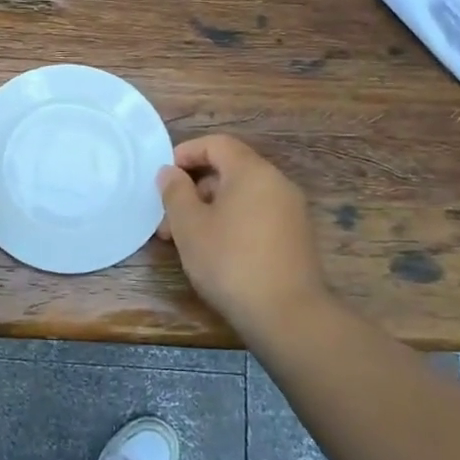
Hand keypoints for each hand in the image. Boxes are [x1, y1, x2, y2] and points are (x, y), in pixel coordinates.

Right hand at [158, 135, 331, 341]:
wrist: (287, 314)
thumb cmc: (230, 261)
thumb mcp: (189, 226)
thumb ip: (175, 192)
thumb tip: (170, 172)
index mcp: (252, 172)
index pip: (217, 144)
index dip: (186, 153)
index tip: (164, 177)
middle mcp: (277, 184)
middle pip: (229, 170)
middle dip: (193, 189)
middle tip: (168, 220)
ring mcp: (290, 212)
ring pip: (241, 196)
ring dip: (209, 210)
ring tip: (185, 241)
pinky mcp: (295, 238)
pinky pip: (256, 216)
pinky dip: (230, 223)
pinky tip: (214, 252)